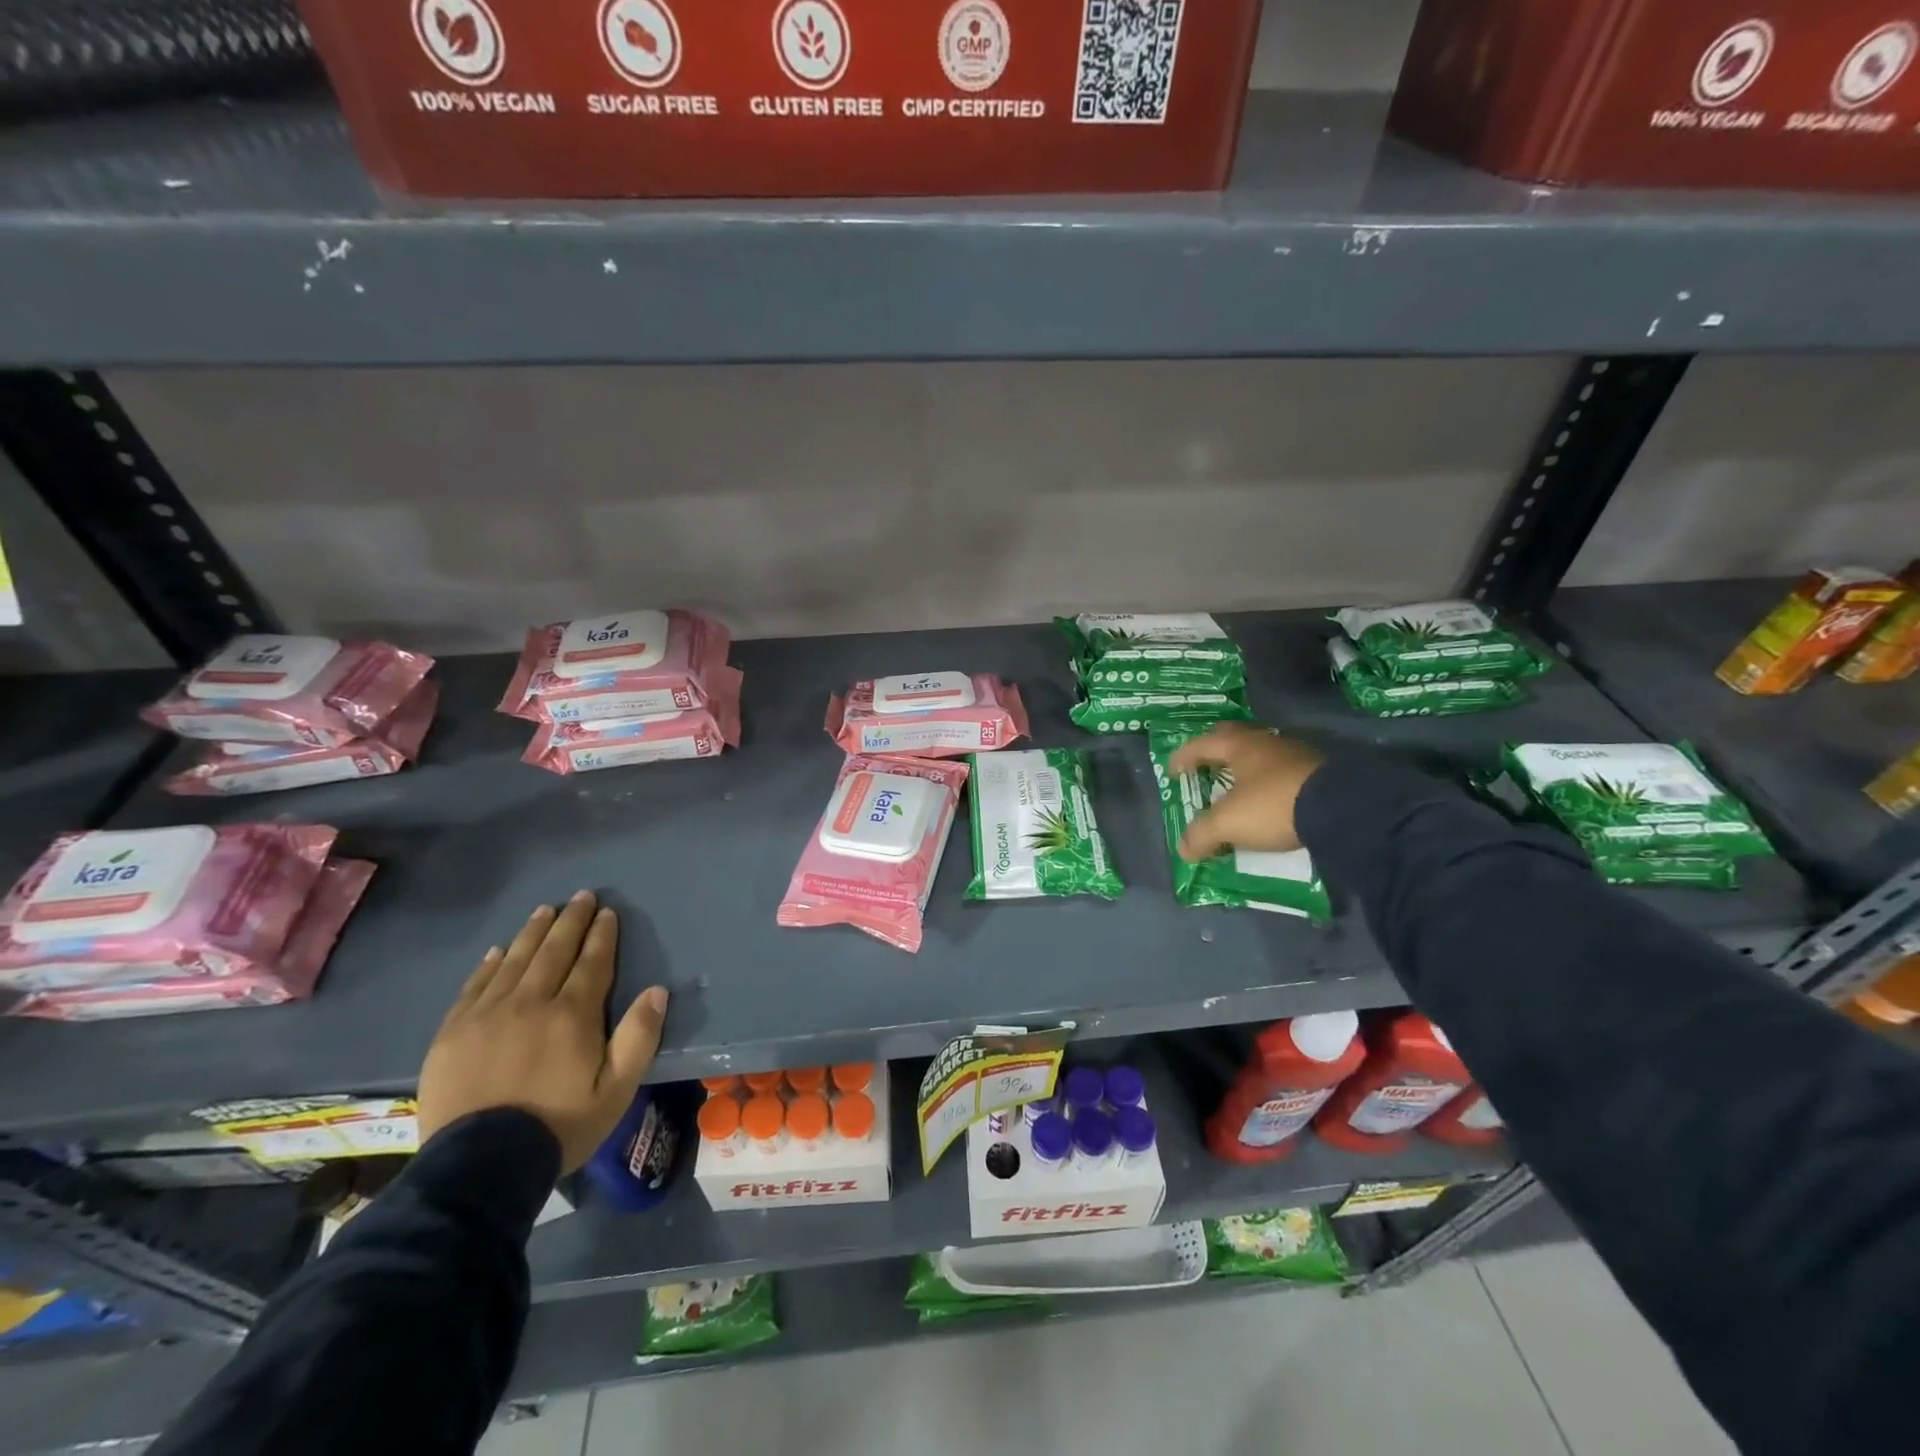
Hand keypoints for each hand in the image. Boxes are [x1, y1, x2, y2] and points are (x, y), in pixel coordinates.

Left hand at [418, 892, 668, 1173]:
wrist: (479, 1168)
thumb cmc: (559, 1126)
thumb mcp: (617, 1090)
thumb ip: (639, 1037)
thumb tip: (656, 991)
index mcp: (572, 1014)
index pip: (592, 962)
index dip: (602, 935)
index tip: (608, 913)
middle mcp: (530, 1002)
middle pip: (554, 951)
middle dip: (570, 921)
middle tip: (581, 897)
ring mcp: (487, 1015)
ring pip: (515, 960)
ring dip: (533, 932)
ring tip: (545, 910)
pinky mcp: (453, 1033)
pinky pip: (475, 986)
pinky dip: (490, 964)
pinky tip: (499, 951)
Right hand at [1168, 724, 1325, 860]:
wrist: (1342, 807)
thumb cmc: (1273, 805)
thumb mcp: (1228, 823)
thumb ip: (1201, 834)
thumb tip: (1184, 849)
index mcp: (1239, 745)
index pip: (1201, 744)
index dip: (1183, 757)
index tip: (1173, 772)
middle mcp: (1266, 741)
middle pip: (1232, 740)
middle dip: (1215, 754)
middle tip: (1204, 770)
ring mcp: (1297, 754)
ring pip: (1261, 755)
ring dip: (1246, 769)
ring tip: (1237, 789)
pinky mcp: (1320, 771)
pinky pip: (1284, 772)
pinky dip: (1270, 783)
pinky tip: (1270, 800)